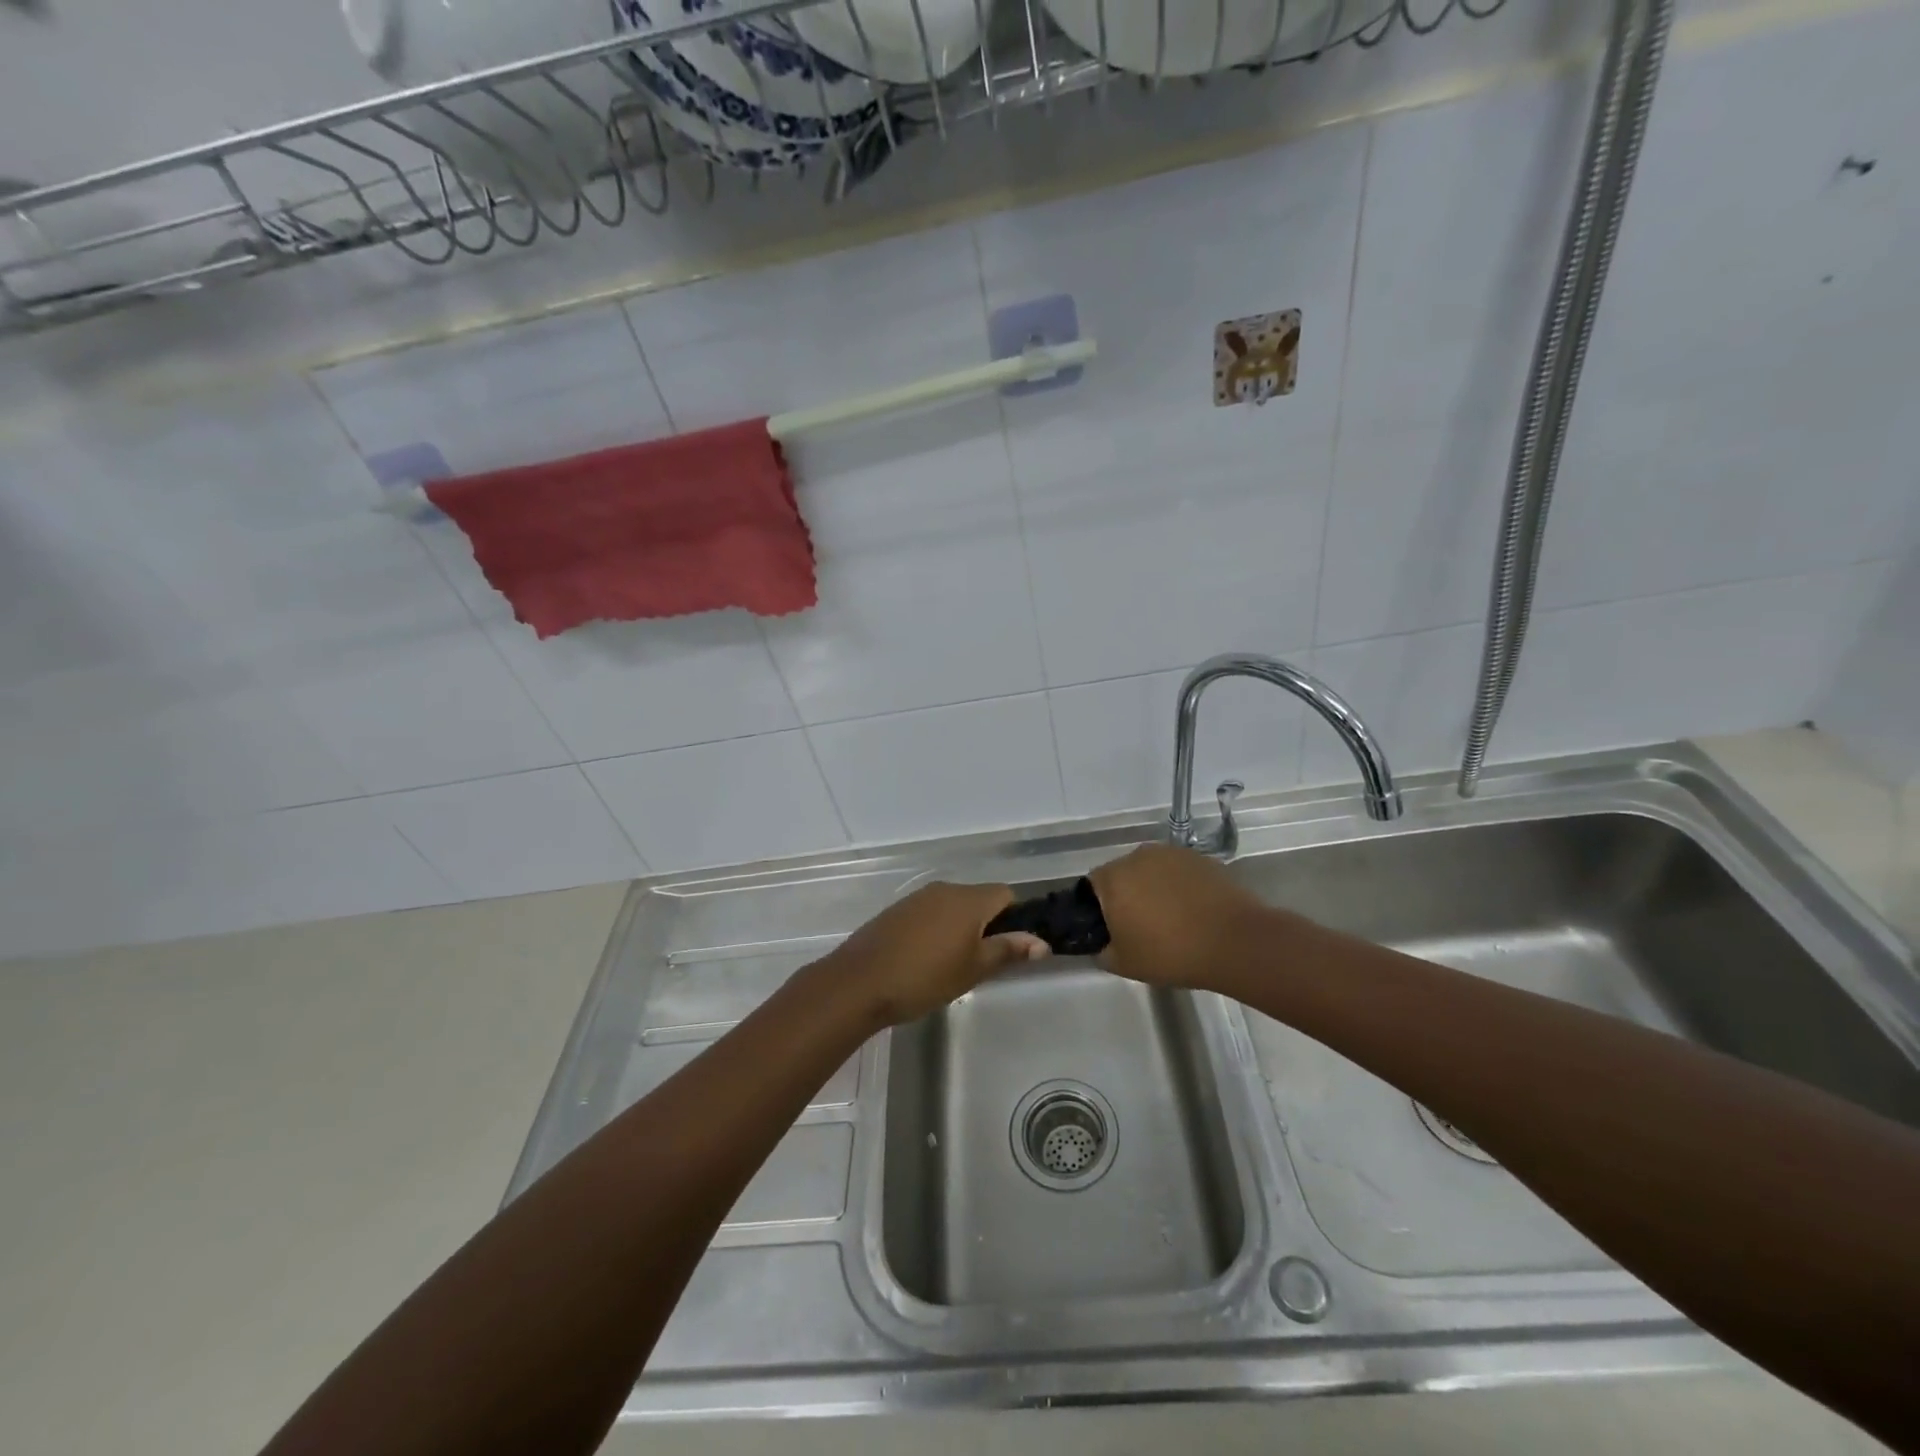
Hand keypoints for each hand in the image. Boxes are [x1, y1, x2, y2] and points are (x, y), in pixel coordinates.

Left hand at [823, 881, 1048, 1027]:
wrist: (860, 982)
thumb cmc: (925, 977)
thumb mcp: (974, 969)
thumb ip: (1008, 951)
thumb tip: (1042, 942)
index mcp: (969, 899)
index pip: (1005, 894)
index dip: (1013, 918)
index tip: (1008, 948)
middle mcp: (944, 889)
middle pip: (978, 899)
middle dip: (986, 925)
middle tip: (981, 963)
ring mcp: (917, 898)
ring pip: (952, 907)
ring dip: (959, 928)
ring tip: (951, 966)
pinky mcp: (896, 911)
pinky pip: (928, 914)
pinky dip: (935, 930)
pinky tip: (924, 960)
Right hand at [1090, 843, 1275, 989]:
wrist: (1235, 942)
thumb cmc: (1172, 953)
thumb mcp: (1124, 964)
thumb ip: (1102, 951)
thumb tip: (1102, 943)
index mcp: (1113, 878)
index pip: (1092, 885)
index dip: (1098, 907)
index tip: (1111, 928)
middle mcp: (1137, 856)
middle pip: (1122, 873)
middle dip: (1126, 894)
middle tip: (1140, 925)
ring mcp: (1171, 853)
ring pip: (1150, 870)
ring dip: (1153, 887)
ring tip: (1170, 917)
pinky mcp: (1199, 858)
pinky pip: (1177, 871)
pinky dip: (1178, 885)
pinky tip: (1192, 909)